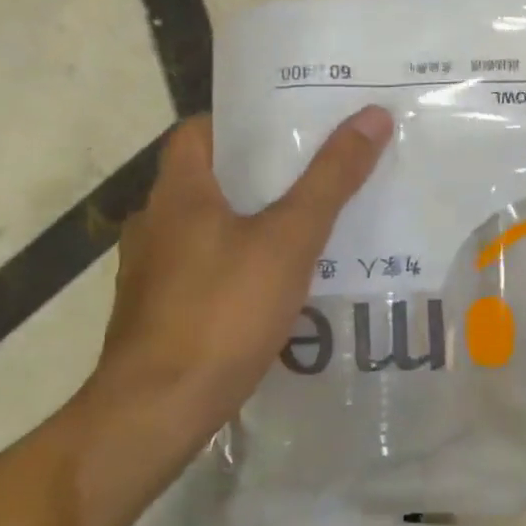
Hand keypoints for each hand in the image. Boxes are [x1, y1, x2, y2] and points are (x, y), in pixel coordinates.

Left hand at [79, 106, 392, 446]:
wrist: (159, 409)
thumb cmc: (223, 311)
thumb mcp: (289, 240)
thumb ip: (330, 180)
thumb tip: (373, 116)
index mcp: (178, 192)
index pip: (198, 130)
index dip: (243, 121)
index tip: (290, 125)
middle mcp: (155, 223)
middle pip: (209, 179)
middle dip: (260, 175)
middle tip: (317, 173)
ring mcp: (152, 272)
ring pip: (208, 229)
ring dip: (250, 223)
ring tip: (307, 228)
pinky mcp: (159, 312)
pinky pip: (205, 270)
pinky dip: (238, 265)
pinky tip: (276, 286)